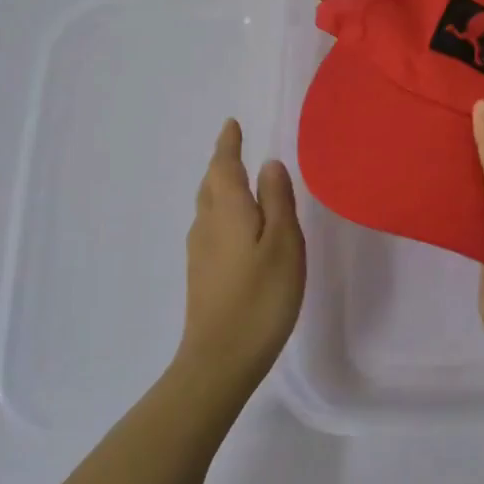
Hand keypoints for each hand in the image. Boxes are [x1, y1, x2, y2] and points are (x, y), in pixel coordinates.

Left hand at [178, 119, 305, 397]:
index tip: (231, 124)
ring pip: (207, 206)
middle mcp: (207, 224)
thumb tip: (268, 164)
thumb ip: (277, 200)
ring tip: (236, 179)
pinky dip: (221, 211)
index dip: (228, 144)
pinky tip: (234, 225)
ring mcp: (200, 251)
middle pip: (210, 184)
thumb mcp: (283, 243)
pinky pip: (209, 226)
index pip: (224, 166)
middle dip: (221, 162)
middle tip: (234, 147)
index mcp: (228, 210)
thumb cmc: (261, 296)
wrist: (221, 358)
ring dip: (219, 186)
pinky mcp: (202, 274)